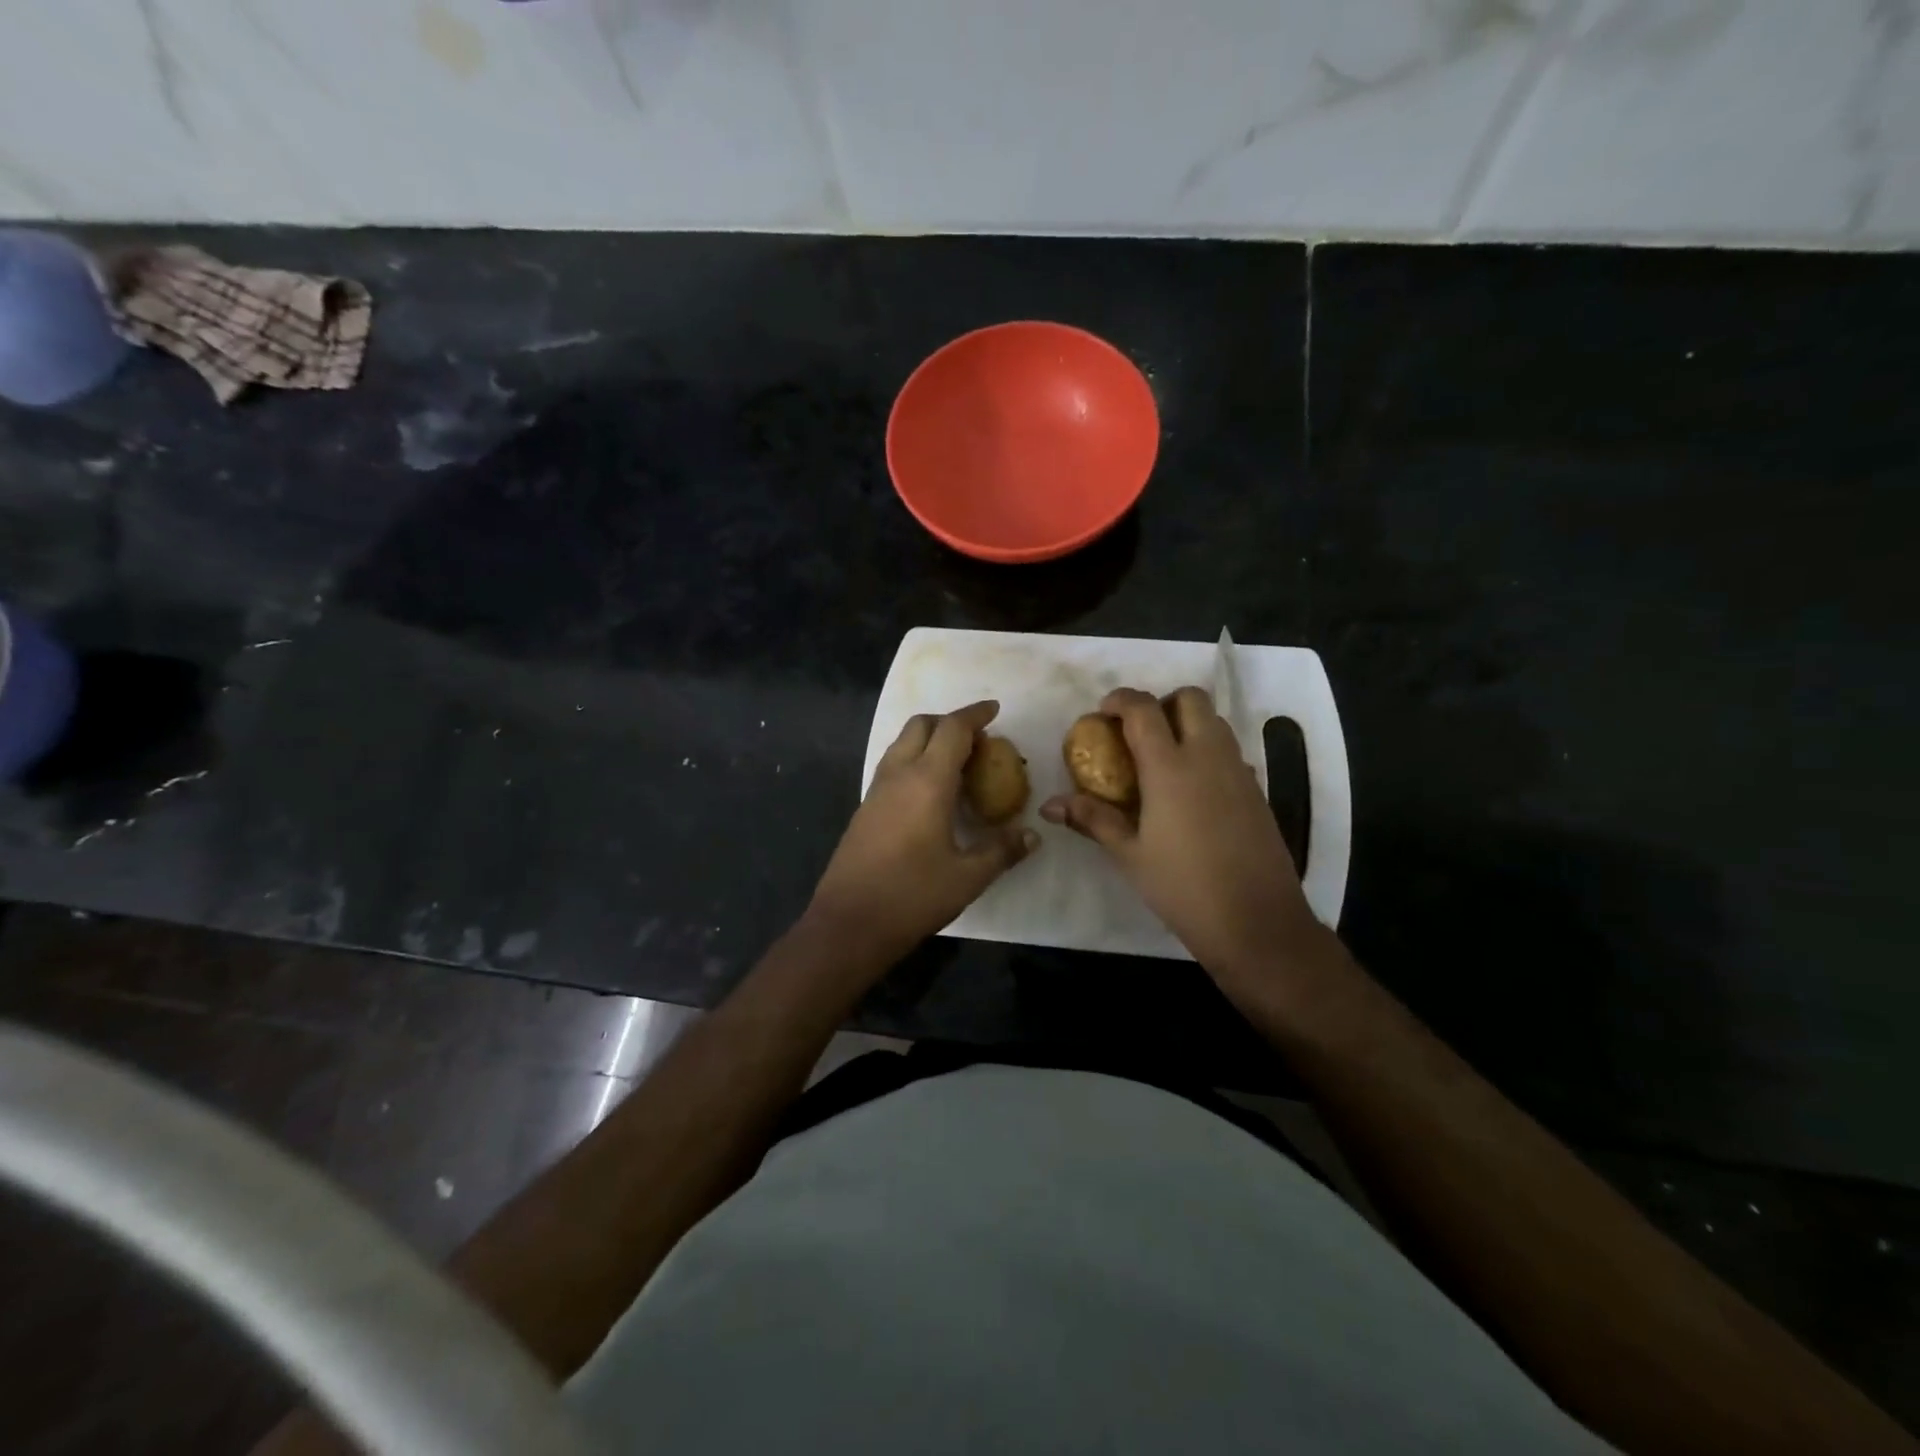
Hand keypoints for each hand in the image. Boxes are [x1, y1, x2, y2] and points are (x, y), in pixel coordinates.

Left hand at [810, 701, 1037, 963]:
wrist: (848, 923)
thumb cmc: (911, 896)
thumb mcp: (967, 877)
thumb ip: (1001, 851)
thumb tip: (1031, 835)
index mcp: (926, 781)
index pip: (952, 729)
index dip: (975, 714)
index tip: (995, 709)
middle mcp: (898, 775)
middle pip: (921, 725)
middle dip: (949, 721)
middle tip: (977, 739)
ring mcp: (876, 790)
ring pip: (902, 743)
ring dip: (929, 739)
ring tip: (957, 762)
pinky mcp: (865, 809)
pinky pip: (893, 766)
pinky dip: (915, 760)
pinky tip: (931, 792)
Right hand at [1041, 686, 1315, 979]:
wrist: (1255, 921)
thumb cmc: (1182, 886)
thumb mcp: (1130, 854)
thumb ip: (1092, 819)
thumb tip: (1050, 806)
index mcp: (1170, 767)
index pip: (1144, 709)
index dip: (1120, 700)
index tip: (1102, 713)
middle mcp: (1208, 756)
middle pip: (1190, 698)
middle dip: (1161, 702)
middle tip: (1137, 732)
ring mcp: (1238, 770)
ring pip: (1215, 720)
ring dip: (1187, 723)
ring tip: (1161, 759)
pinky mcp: (1256, 790)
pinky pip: (1229, 750)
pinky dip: (1207, 750)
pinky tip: (1191, 790)